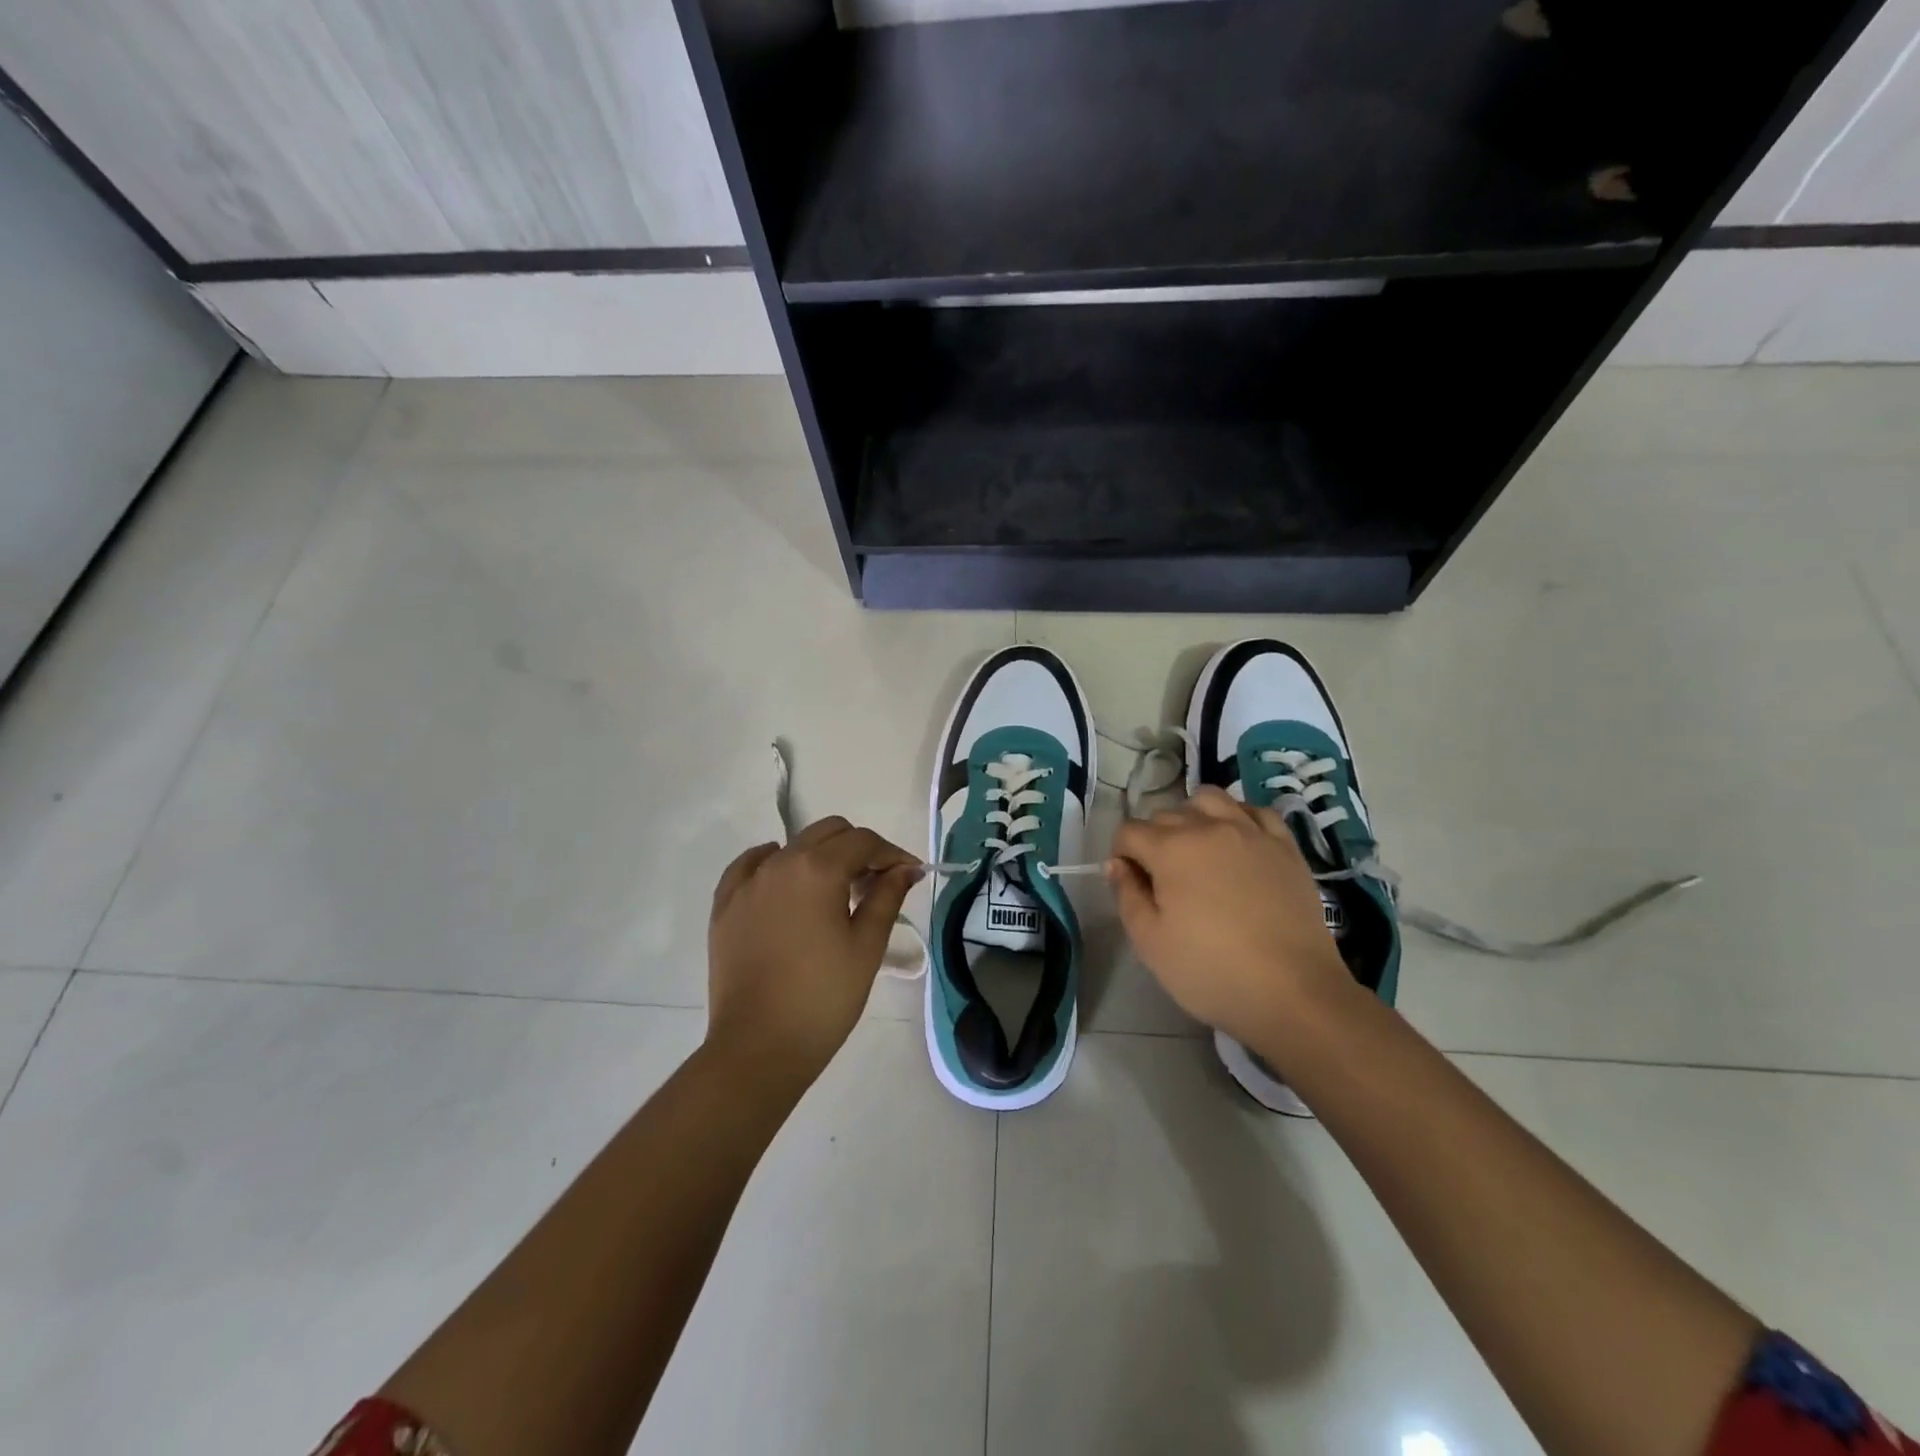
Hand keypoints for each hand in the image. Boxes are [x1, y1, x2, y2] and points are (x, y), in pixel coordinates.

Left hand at [707, 817, 920, 1078]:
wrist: (758, 1048)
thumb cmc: (823, 998)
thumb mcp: (867, 947)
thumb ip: (887, 898)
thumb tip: (905, 870)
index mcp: (818, 870)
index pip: (863, 842)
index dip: (892, 854)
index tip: (910, 875)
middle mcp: (779, 863)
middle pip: (828, 833)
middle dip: (858, 849)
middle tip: (876, 884)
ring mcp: (747, 883)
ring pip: (792, 846)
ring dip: (821, 857)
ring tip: (835, 894)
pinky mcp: (725, 905)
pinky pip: (751, 865)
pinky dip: (775, 863)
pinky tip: (787, 884)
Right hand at [1108, 788, 1356, 1051]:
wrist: (1293, 992)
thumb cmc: (1210, 970)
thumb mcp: (1150, 942)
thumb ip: (1126, 895)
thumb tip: (1117, 864)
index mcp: (1170, 849)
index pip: (1129, 831)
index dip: (1122, 855)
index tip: (1131, 884)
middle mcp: (1208, 827)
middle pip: (1167, 814)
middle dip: (1154, 839)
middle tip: (1162, 879)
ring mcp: (1251, 832)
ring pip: (1211, 799)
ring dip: (1194, 816)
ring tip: (1197, 848)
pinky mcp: (1285, 846)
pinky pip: (1257, 811)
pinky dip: (1240, 817)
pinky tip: (1238, 842)